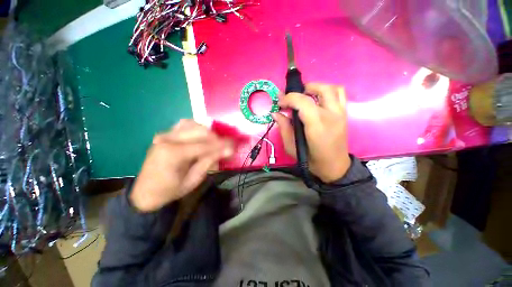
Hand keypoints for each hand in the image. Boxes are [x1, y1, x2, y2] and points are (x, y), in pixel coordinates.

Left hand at [129, 120, 232, 211]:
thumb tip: (228, 150)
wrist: (146, 192)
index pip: (204, 145)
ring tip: (215, 142)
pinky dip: (197, 128)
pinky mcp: (165, 134)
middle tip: (226, 146)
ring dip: (208, 132)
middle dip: (217, 138)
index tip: (235, 145)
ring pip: (193, 124)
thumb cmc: (171, 190)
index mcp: (173, 153)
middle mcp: (168, 139)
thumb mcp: (194, 179)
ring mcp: (165, 134)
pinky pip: (185, 125)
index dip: (222, 145)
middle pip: (200, 131)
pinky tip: (202, 136)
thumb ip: (210, 161)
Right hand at [273, 84, 350, 182]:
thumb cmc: (311, 160)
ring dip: (316, 87)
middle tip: (292, 98)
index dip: (289, 98)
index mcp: (317, 125)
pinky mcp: (344, 114)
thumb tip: (276, 113)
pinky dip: (328, 91)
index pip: (303, 102)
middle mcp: (331, 115)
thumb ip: (283, 128)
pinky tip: (318, 100)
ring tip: (305, 96)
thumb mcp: (291, 147)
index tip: (280, 104)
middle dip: (303, 89)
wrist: (334, 166)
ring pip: (332, 88)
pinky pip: (340, 94)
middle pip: (320, 89)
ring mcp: (341, 113)